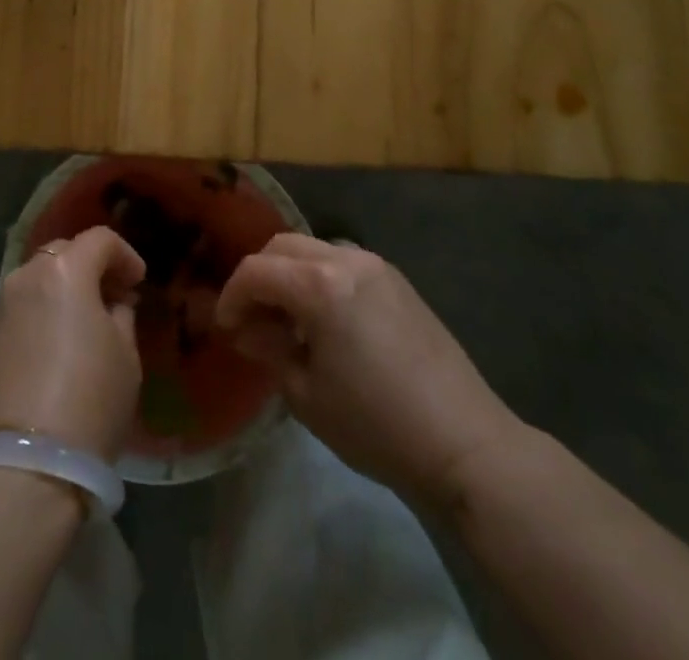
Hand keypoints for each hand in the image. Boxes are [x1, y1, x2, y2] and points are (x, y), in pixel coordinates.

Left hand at [0, 227, 146, 459]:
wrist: (23, 463)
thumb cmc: (89, 400)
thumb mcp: (125, 355)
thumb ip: (121, 315)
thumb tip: (113, 303)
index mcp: (65, 269)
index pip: (100, 240)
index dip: (125, 255)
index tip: (138, 282)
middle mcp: (27, 275)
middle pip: (63, 253)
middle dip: (90, 267)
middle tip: (112, 297)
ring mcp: (0, 305)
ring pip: (37, 279)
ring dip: (62, 290)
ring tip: (82, 322)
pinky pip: (20, 308)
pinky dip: (40, 312)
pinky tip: (54, 344)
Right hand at [215, 234, 522, 501]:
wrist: (464, 442)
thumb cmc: (375, 424)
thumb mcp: (307, 394)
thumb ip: (270, 349)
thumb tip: (248, 330)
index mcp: (320, 284)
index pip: (256, 271)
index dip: (232, 296)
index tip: (224, 327)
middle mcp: (346, 259)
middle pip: (282, 246)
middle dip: (258, 276)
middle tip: (250, 318)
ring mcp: (376, 265)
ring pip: (314, 249)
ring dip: (290, 274)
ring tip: (286, 320)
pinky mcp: (397, 281)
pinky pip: (343, 263)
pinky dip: (320, 278)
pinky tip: (324, 320)